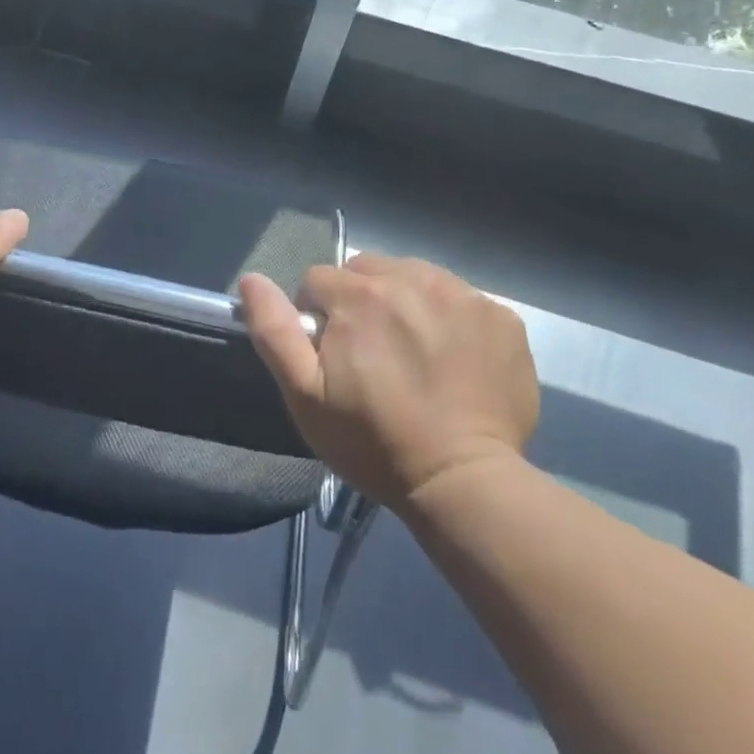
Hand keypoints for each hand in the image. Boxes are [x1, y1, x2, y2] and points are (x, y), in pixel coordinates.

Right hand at [240, 253, 537, 509]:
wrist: (463, 482)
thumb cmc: (373, 441)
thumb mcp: (305, 395)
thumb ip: (274, 330)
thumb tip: (252, 279)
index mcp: (359, 295)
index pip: (320, 280)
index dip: (318, 316)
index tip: (332, 356)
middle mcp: (412, 279)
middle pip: (369, 270)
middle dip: (361, 301)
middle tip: (373, 355)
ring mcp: (463, 295)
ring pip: (416, 277)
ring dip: (406, 303)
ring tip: (414, 355)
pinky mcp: (501, 317)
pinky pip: (461, 300)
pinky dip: (451, 320)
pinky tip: (453, 360)